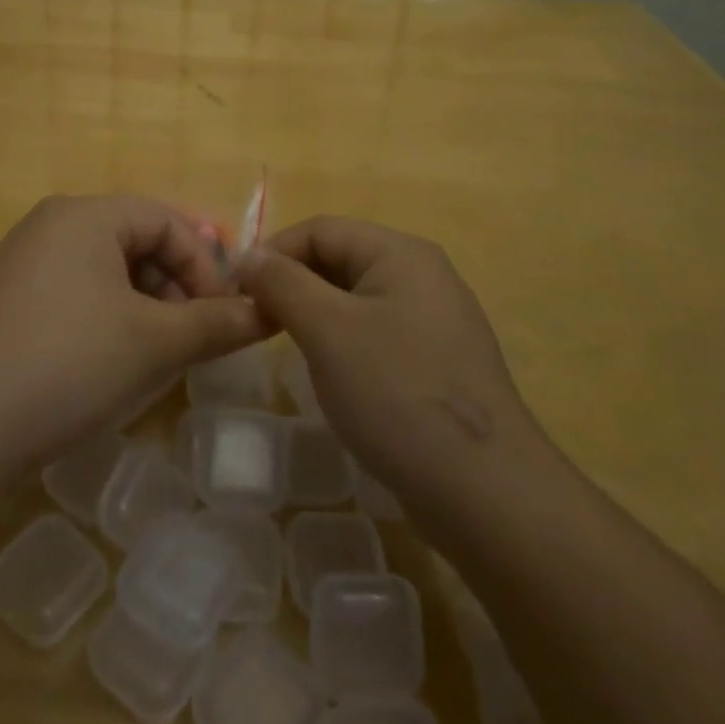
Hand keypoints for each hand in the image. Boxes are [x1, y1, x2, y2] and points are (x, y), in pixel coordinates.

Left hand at [0, 195, 265, 477]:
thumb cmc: (70, 365)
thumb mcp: (155, 343)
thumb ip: (217, 322)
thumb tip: (270, 312)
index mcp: (85, 214)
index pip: (167, 220)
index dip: (205, 265)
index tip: (225, 314)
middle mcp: (51, 224)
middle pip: (137, 240)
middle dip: (176, 285)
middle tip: (195, 335)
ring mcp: (24, 261)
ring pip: (108, 269)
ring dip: (146, 304)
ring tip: (159, 353)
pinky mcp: (9, 299)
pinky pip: (77, 290)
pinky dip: (110, 316)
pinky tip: (114, 360)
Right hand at [237, 216, 540, 515]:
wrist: (486, 493)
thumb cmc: (397, 395)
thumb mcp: (328, 331)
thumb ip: (283, 283)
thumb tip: (249, 255)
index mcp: (401, 253)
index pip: (321, 229)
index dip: (273, 253)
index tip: (238, 293)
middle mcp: (423, 275)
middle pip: (341, 259)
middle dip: (294, 285)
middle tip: (259, 323)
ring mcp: (436, 319)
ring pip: (357, 299)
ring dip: (317, 315)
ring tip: (290, 349)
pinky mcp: (439, 361)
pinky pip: (378, 333)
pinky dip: (346, 343)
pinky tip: (336, 378)